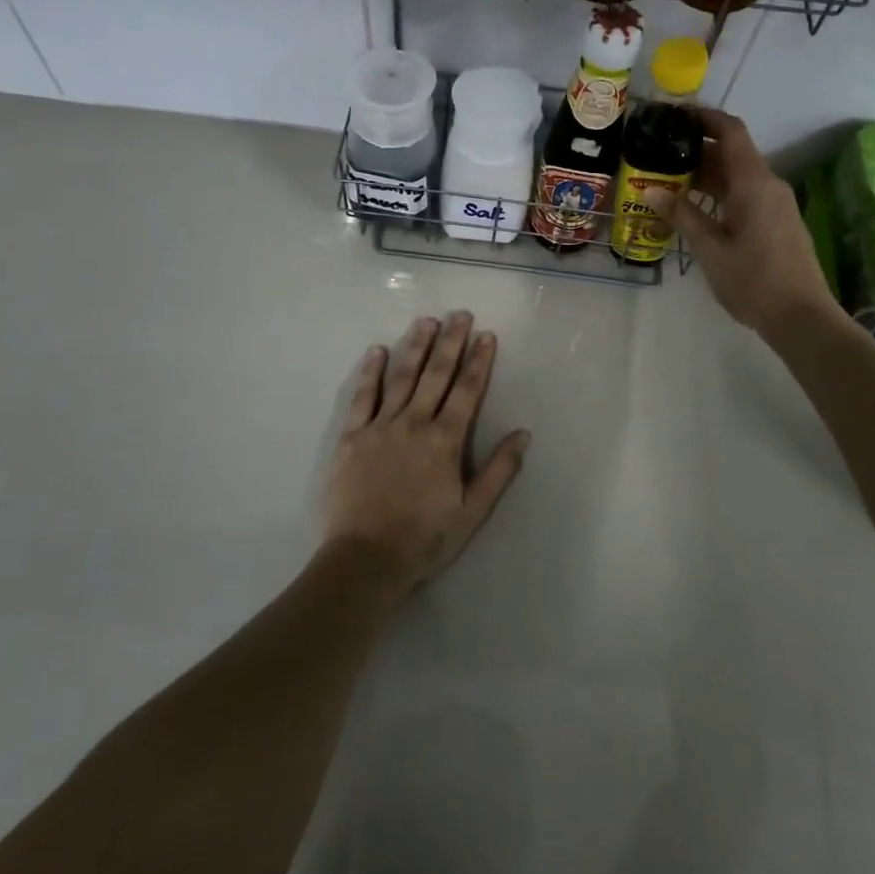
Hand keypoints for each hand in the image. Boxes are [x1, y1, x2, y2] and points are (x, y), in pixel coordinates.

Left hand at [323, 312, 530, 597]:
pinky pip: (363, 397)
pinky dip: (371, 373)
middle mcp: (414, 423)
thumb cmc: (424, 539)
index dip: (479, 361)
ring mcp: (380, 426)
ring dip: (415, 347)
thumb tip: (523, 433)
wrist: (364, 559)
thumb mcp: (472, 512)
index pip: (467, 391)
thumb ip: (499, 471)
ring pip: (402, 377)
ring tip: (426, 321)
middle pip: (436, 375)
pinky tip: (377, 351)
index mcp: (445, 441)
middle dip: (450, 343)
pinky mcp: (351, 436)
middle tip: (460, 314)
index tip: (486, 335)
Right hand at [650, 108, 846, 343]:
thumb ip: (681, 215)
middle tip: (659, 154)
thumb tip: (650, 190)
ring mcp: (775, 204)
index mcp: (754, 182)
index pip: (731, 131)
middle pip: (732, 154)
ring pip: (738, 177)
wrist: (801, 317)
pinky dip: (719, 194)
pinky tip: (694, 210)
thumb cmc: (753, 280)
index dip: (704, 118)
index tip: (675, 116)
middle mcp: (768, 185)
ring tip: (667, 182)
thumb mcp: (709, 248)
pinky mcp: (777, 222)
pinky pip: (745, 195)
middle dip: (696, 150)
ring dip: (706, 175)